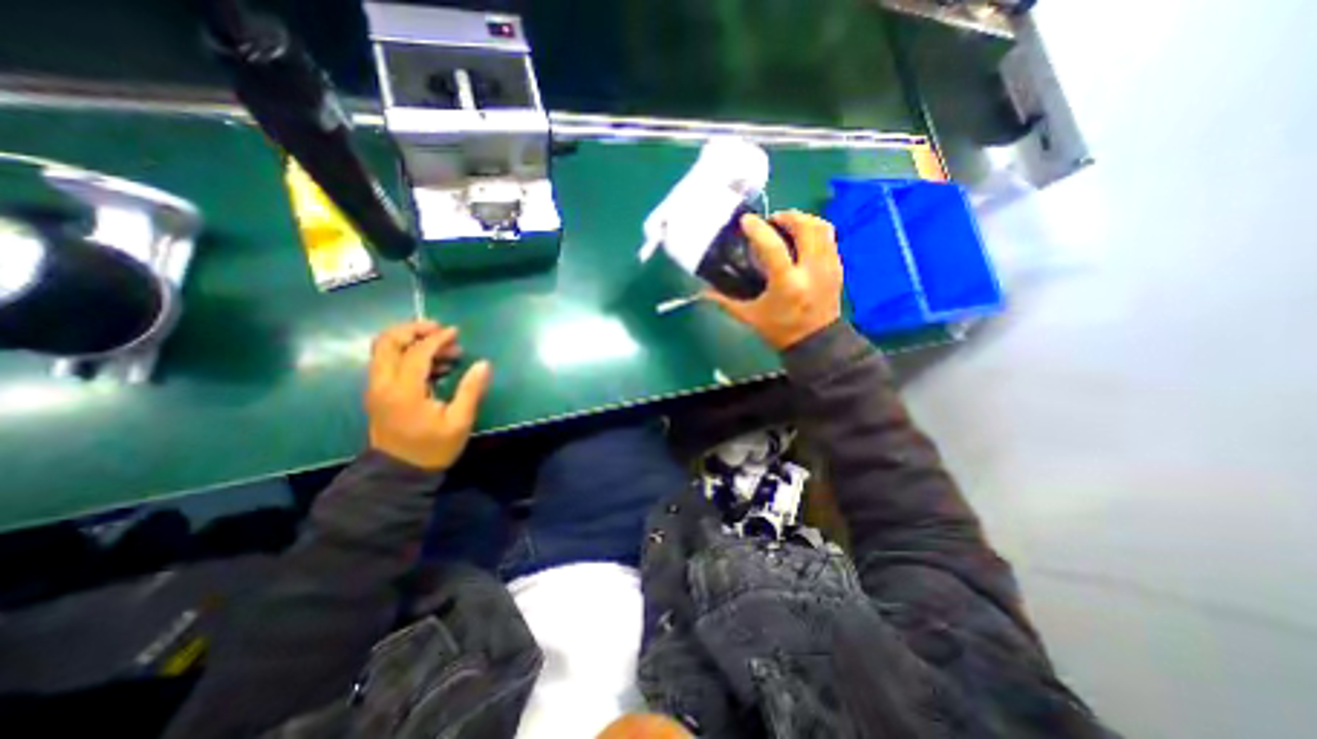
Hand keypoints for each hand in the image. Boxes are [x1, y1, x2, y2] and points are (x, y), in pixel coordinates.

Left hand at [364, 320, 494, 469]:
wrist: (398, 474)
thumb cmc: (433, 448)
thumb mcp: (459, 421)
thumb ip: (471, 390)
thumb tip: (483, 364)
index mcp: (403, 391)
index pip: (416, 352)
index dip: (437, 339)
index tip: (456, 333)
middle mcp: (382, 384)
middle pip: (387, 342)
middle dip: (413, 330)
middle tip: (440, 330)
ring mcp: (377, 388)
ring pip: (384, 350)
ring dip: (412, 342)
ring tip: (445, 350)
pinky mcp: (379, 393)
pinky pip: (388, 362)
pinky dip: (408, 355)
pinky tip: (435, 365)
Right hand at [711, 207, 843, 349]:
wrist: (816, 343)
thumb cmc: (780, 330)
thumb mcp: (750, 317)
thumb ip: (726, 301)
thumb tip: (703, 291)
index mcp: (788, 283)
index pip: (773, 246)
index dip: (758, 229)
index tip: (746, 221)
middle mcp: (812, 270)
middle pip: (805, 227)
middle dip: (787, 216)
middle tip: (771, 221)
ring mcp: (829, 267)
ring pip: (822, 228)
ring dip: (803, 220)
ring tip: (787, 225)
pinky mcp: (838, 268)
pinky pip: (830, 238)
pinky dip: (814, 231)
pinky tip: (801, 239)